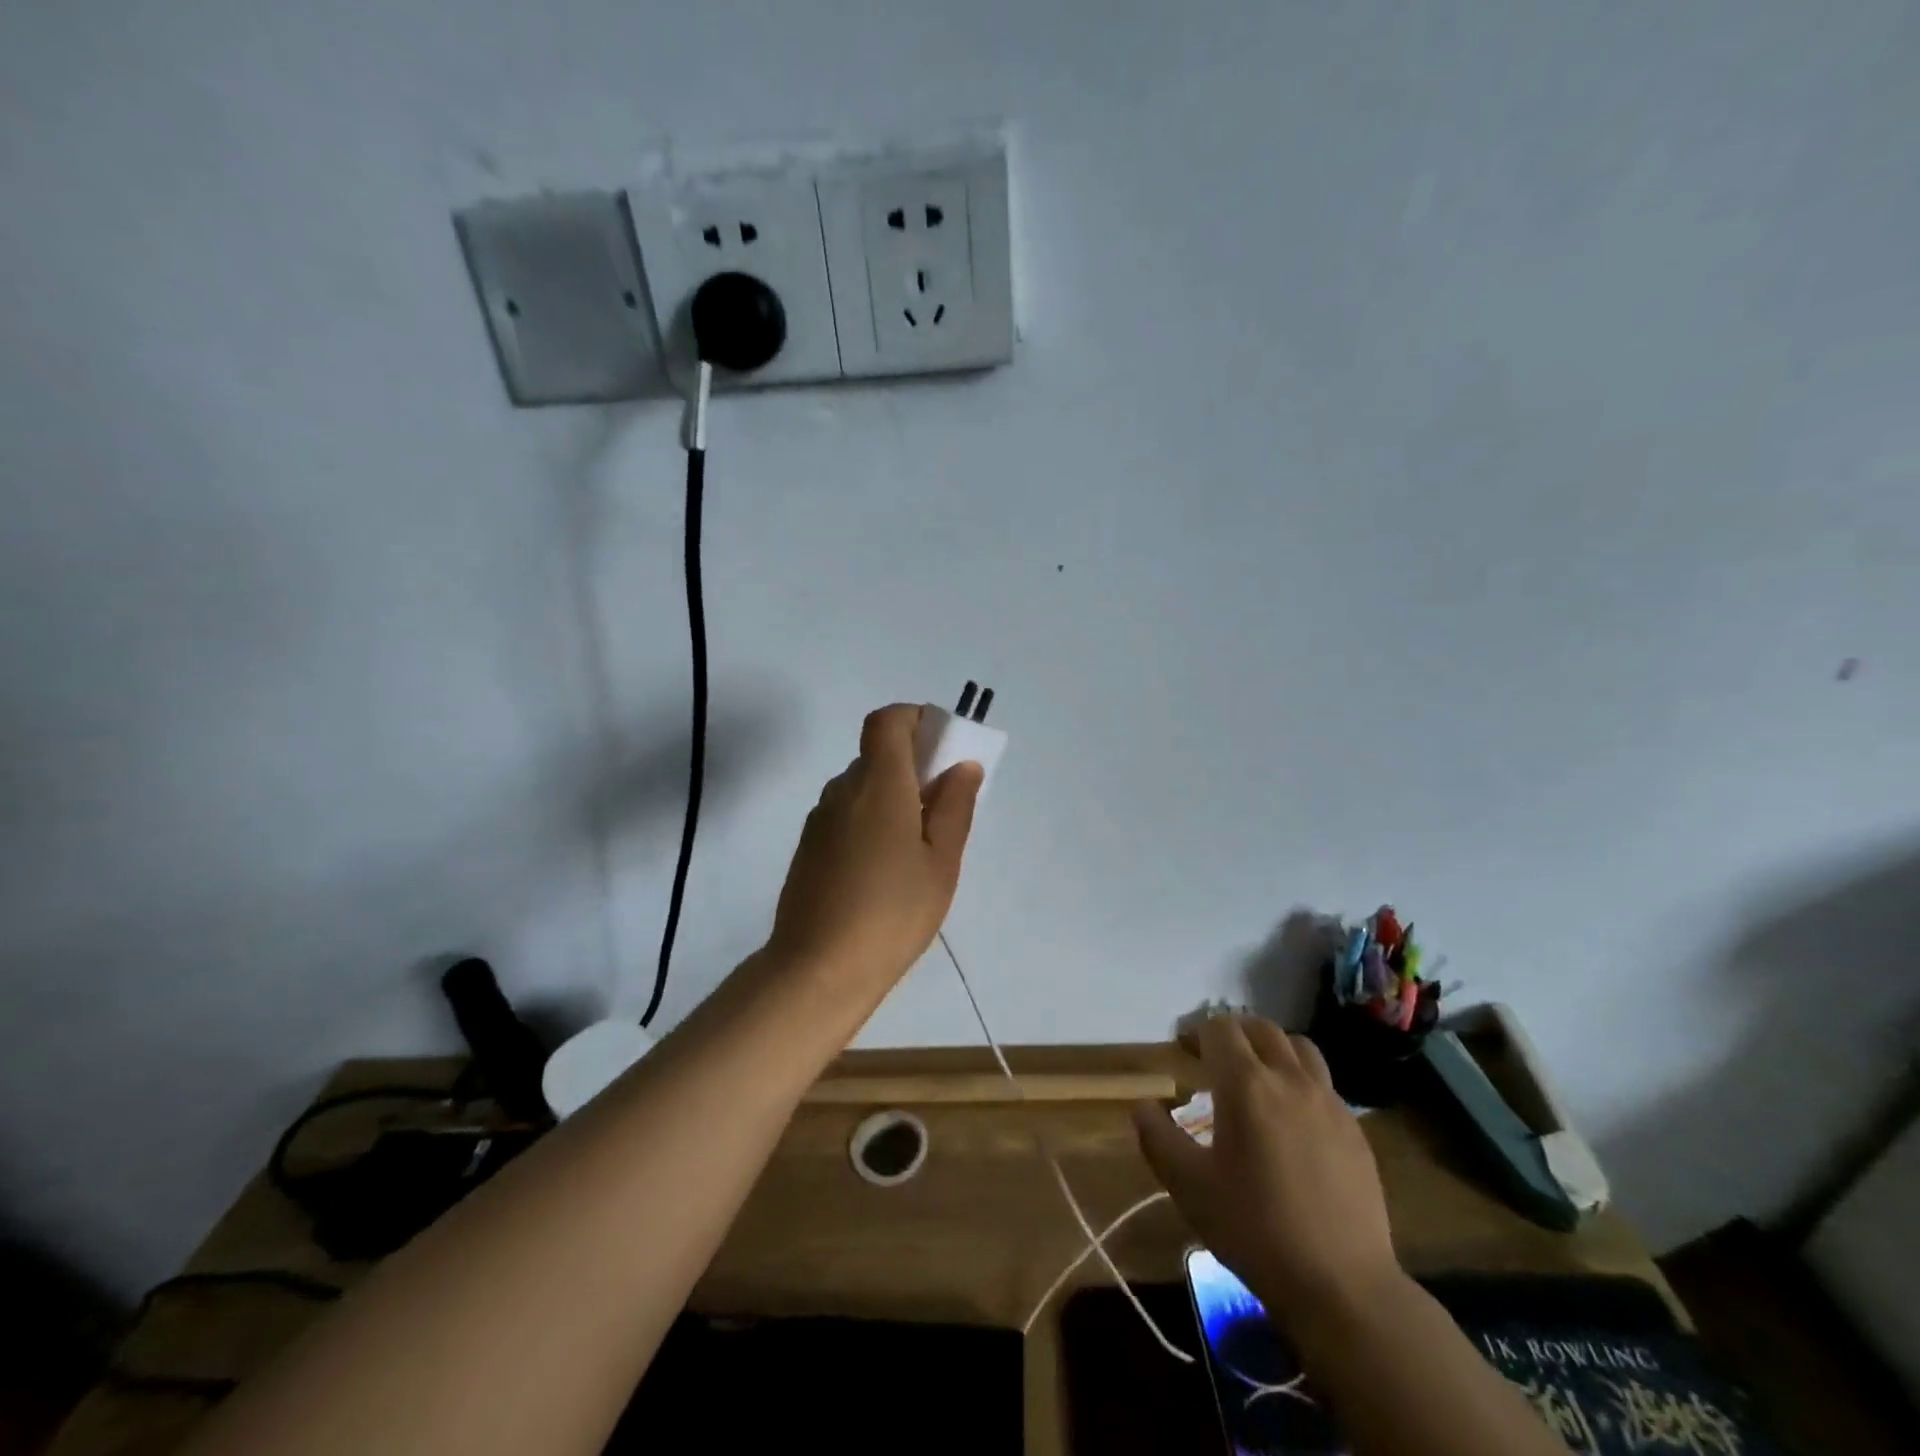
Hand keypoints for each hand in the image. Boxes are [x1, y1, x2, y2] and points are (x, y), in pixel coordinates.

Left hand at [766, 704, 983, 1001]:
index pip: (887, 721)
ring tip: (919, 846)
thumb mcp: (940, 862)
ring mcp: (820, 820)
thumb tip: (962, 765)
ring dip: (893, 796)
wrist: (818, 970)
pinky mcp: (810, 848)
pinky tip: (887, 868)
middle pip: (878, 754)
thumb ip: (954, 807)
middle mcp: (843, 790)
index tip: (943, 747)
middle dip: (914, 765)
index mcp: (879, 784)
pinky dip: (872, 820)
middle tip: (944, 806)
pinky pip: (847, 814)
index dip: (915, 719)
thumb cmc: (892, 913)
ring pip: (862, 787)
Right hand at [1133, 1014, 1402, 1338]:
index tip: (1182, 1049)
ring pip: (1298, 1048)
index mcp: (1246, 1085)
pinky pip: (1323, 1083)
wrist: (1343, 1286)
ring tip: (1256, 1075)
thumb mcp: (1189, 1186)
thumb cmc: (1255, 1229)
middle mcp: (1289, 1079)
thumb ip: (1157, 1138)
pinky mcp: (1354, 1130)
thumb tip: (1143, 1107)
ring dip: (1271, 1048)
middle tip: (1212, 1057)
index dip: (1196, 1031)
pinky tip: (1290, 1117)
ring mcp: (1329, 1102)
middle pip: (1260, 1028)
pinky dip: (1299, 1080)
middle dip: (1232, 1032)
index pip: (1219, 1029)